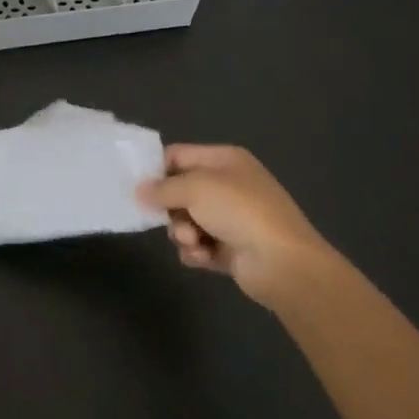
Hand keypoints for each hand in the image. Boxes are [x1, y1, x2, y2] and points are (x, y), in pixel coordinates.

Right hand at [137, 144, 353, 309]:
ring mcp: (230, 218)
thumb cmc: (240, 212)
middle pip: (179, 191)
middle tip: (168, 219)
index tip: (135, 187)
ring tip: (193, 242)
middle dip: (170, 208)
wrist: (283, 263)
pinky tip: (203, 257)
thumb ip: (162, 188)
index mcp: (225, 160)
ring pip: (185, 221)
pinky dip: (196, 252)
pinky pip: (198, 246)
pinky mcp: (230, 248)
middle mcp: (228, 185)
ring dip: (182, 233)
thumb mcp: (195, 188)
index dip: (156, 169)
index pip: (178, 156)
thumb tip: (139, 191)